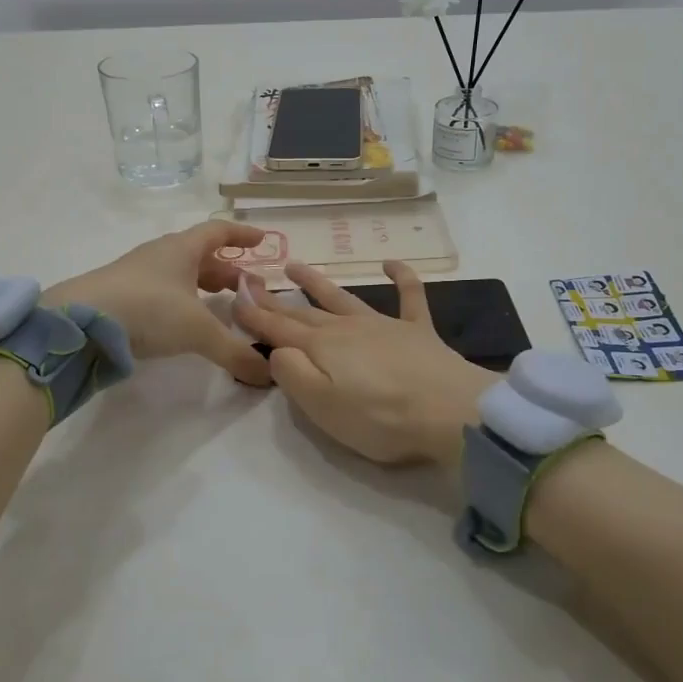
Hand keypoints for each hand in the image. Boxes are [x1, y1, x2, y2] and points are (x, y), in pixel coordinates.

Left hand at [47, 221, 272, 385]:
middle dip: (227, 271)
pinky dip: (181, 302)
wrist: (79, 322)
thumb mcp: (198, 331)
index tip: (262, 240)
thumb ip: (234, 351)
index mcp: (182, 249)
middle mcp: (160, 255)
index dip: (242, 236)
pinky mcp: (121, 296)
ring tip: (221, 307)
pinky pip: (162, 293)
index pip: (218, 231)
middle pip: (200, 256)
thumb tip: (269, 374)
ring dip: (203, 287)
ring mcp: (137, 275)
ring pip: (179, 275)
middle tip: (248, 289)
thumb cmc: (148, 309)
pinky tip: (184, 323)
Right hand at [233, 260, 497, 466]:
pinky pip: (409, 296)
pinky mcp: (418, 331)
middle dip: (275, 299)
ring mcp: (384, 326)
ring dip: (318, 283)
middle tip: (252, 281)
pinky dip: (402, 277)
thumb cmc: (380, 418)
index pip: (278, 329)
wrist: (449, 411)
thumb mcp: (321, 406)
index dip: (254, 315)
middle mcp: (347, 329)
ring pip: (343, 298)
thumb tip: (279, 350)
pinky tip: (392, 263)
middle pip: (305, 312)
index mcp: (322, 348)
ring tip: (295, 266)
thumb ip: (293, 374)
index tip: (233, 298)